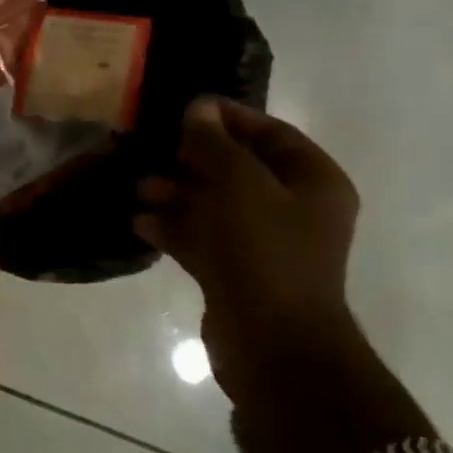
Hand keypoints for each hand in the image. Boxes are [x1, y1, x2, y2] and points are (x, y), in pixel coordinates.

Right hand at [135, 97, 360, 394]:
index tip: (186, 108)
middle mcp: (294, 209)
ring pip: (216, 206)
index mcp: (313, 182)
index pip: (271, 133)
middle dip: (194, 160)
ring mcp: (264, 245)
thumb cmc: (264, 252)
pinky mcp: (237, 274)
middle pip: (239, 170)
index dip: (229, 118)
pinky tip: (140, 223)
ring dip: (177, 195)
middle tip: (155, 150)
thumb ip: (215, 144)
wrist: (272, 344)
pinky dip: (174, 229)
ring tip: (139, 189)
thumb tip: (198, 108)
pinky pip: (203, 240)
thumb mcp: (239, 185)